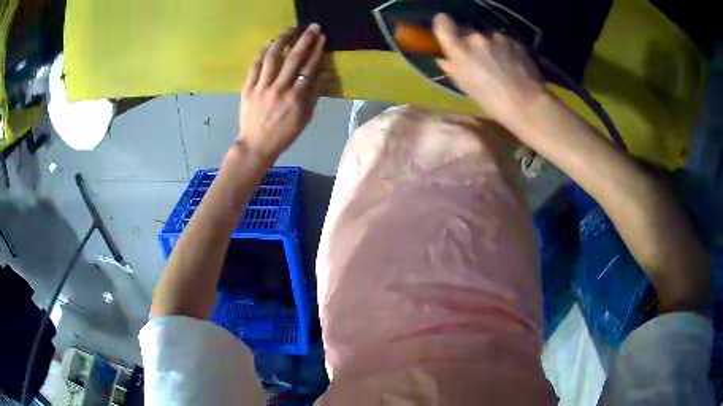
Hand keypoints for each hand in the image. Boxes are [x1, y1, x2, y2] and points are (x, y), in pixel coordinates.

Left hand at [237, 24, 326, 159]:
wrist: (256, 145)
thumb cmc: (284, 134)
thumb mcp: (305, 118)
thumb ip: (314, 94)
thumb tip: (325, 73)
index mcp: (296, 98)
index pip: (309, 68)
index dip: (316, 51)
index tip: (322, 37)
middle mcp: (279, 89)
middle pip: (293, 59)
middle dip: (304, 40)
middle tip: (312, 27)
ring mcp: (261, 88)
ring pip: (272, 58)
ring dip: (281, 41)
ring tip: (289, 30)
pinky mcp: (247, 89)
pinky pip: (254, 67)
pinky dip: (261, 53)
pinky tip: (268, 44)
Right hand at [432, 14, 545, 123]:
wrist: (527, 104)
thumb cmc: (491, 101)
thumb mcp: (465, 86)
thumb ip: (452, 67)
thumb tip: (445, 59)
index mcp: (459, 48)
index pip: (442, 22)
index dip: (444, 26)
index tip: (448, 35)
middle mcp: (476, 37)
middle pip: (467, 33)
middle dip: (470, 44)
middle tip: (479, 61)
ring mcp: (497, 37)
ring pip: (487, 38)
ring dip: (489, 47)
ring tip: (499, 66)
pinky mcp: (515, 41)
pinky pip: (504, 42)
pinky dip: (505, 51)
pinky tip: (512, 66)